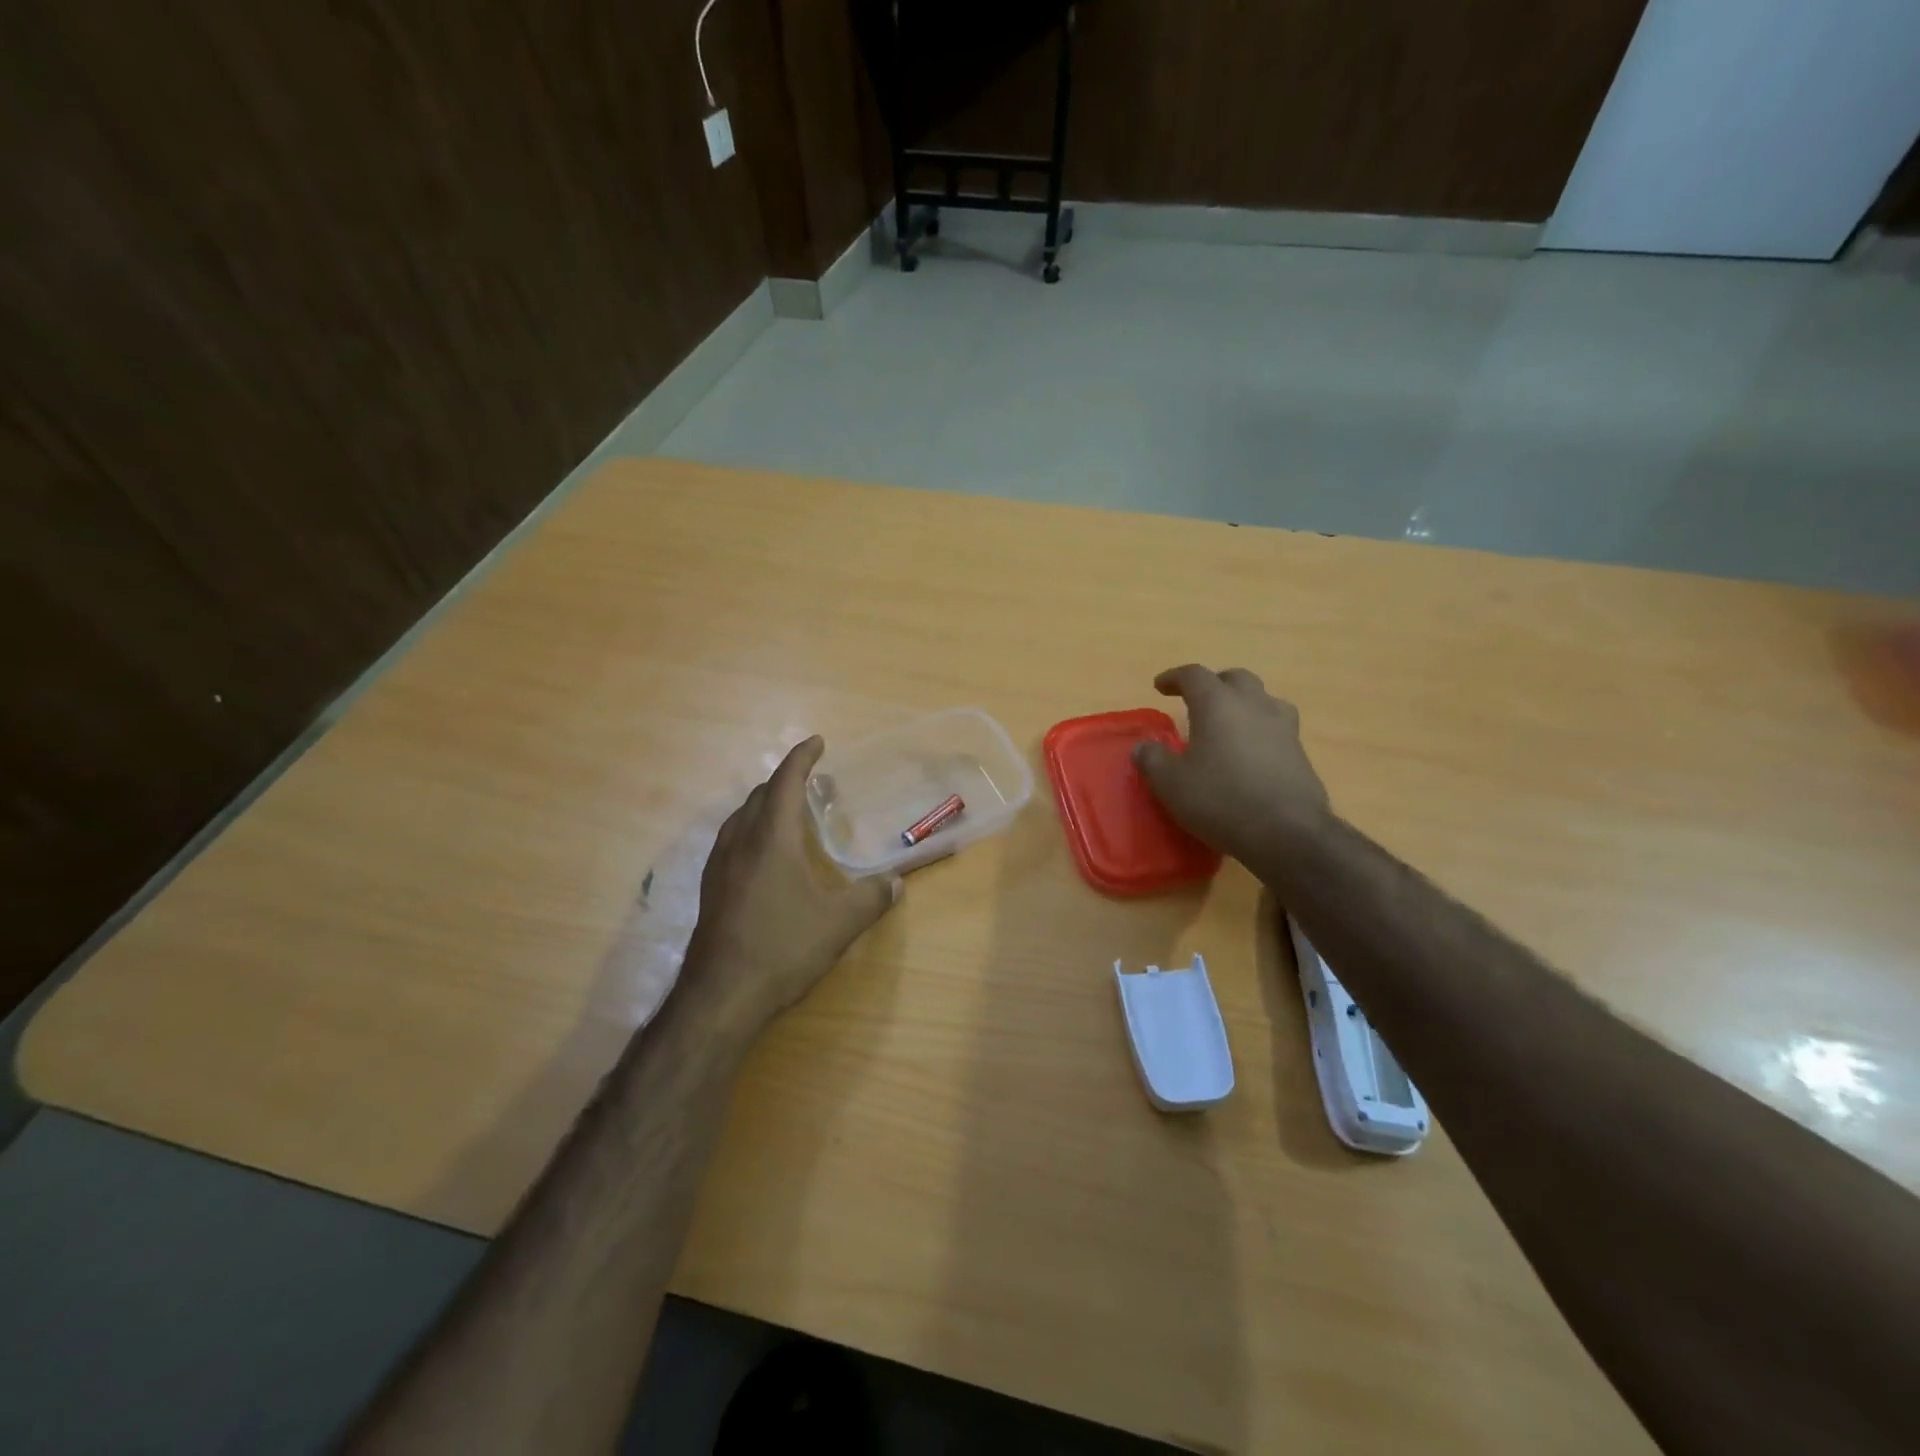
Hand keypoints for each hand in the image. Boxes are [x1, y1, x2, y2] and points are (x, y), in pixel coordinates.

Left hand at [683, 736, 898, 1042]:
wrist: (720, 996)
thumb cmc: (782, 948)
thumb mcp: (839, 924)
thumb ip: (872, 898)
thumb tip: (896, 882)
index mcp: (771, 839)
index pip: (786, 782)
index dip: (802, 758)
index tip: (817, 742)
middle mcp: (740, 842)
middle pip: (760, 795)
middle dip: (785, 780)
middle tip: (812, 781)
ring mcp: (719, 866)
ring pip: (741, 817)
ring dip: (766, 804)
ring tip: (790, 811)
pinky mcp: (710, 889)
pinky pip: (732, 840)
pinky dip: (752, 829)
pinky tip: (765, 855)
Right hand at [1133, 665, 1331, 866]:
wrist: (1287, 833)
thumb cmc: (1221, 800)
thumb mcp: (1170, 784)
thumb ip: (1152, 760)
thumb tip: (1143, 747)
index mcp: (1217, 704)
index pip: (1194, 675)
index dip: (1174, 677)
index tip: (1160, 686)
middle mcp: (1253, 705)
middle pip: (1235, 678)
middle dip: (1214, 683)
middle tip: (1197, 699)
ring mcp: (1283, 727)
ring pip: (1263, 699)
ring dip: (1244, 703)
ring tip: (1230, 722)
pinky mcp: (1300, 753)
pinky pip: (1277, 728)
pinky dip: (1260, 731)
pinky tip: (1251, 752)